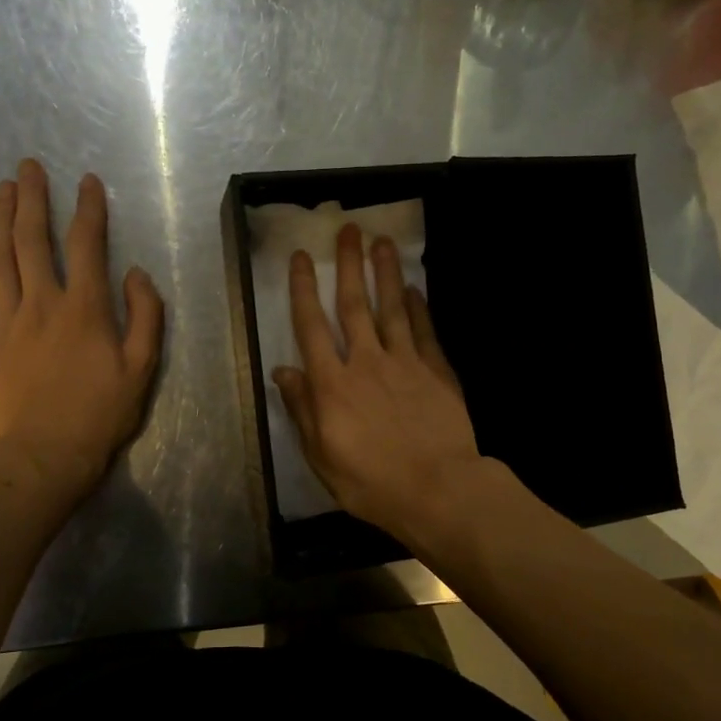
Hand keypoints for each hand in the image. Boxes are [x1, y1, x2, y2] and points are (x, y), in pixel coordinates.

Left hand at [0, 160, 162, 495]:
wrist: (44, 456)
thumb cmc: (99, 413)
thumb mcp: (142, 368)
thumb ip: (145, 315)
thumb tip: (134, 273)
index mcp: (85, 309)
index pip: (86, 245)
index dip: (88, 209)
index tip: (88, 182)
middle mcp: (42, 303)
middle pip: (33, 239)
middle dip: (33, 198)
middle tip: (28, 166)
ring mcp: (6, 320)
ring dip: (2, 218)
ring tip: (3, 188)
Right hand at [274, 224, 483, 541]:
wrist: (437, 490)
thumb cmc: (371, 482)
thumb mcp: (322, 455)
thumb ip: (302, 410)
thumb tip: (283, 370)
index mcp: (332, 384)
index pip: (312, 327)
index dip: (304, 289)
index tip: (302, 257)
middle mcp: (366, 362)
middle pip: (354, 305)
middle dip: (349, 265)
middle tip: (349, 230)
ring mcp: (405, 363)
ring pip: (393, 309)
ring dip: (386, 274)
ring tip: (382, 242)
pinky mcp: (437, 372)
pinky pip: (425, 332)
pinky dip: (420, 308)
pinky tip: (416, 289)